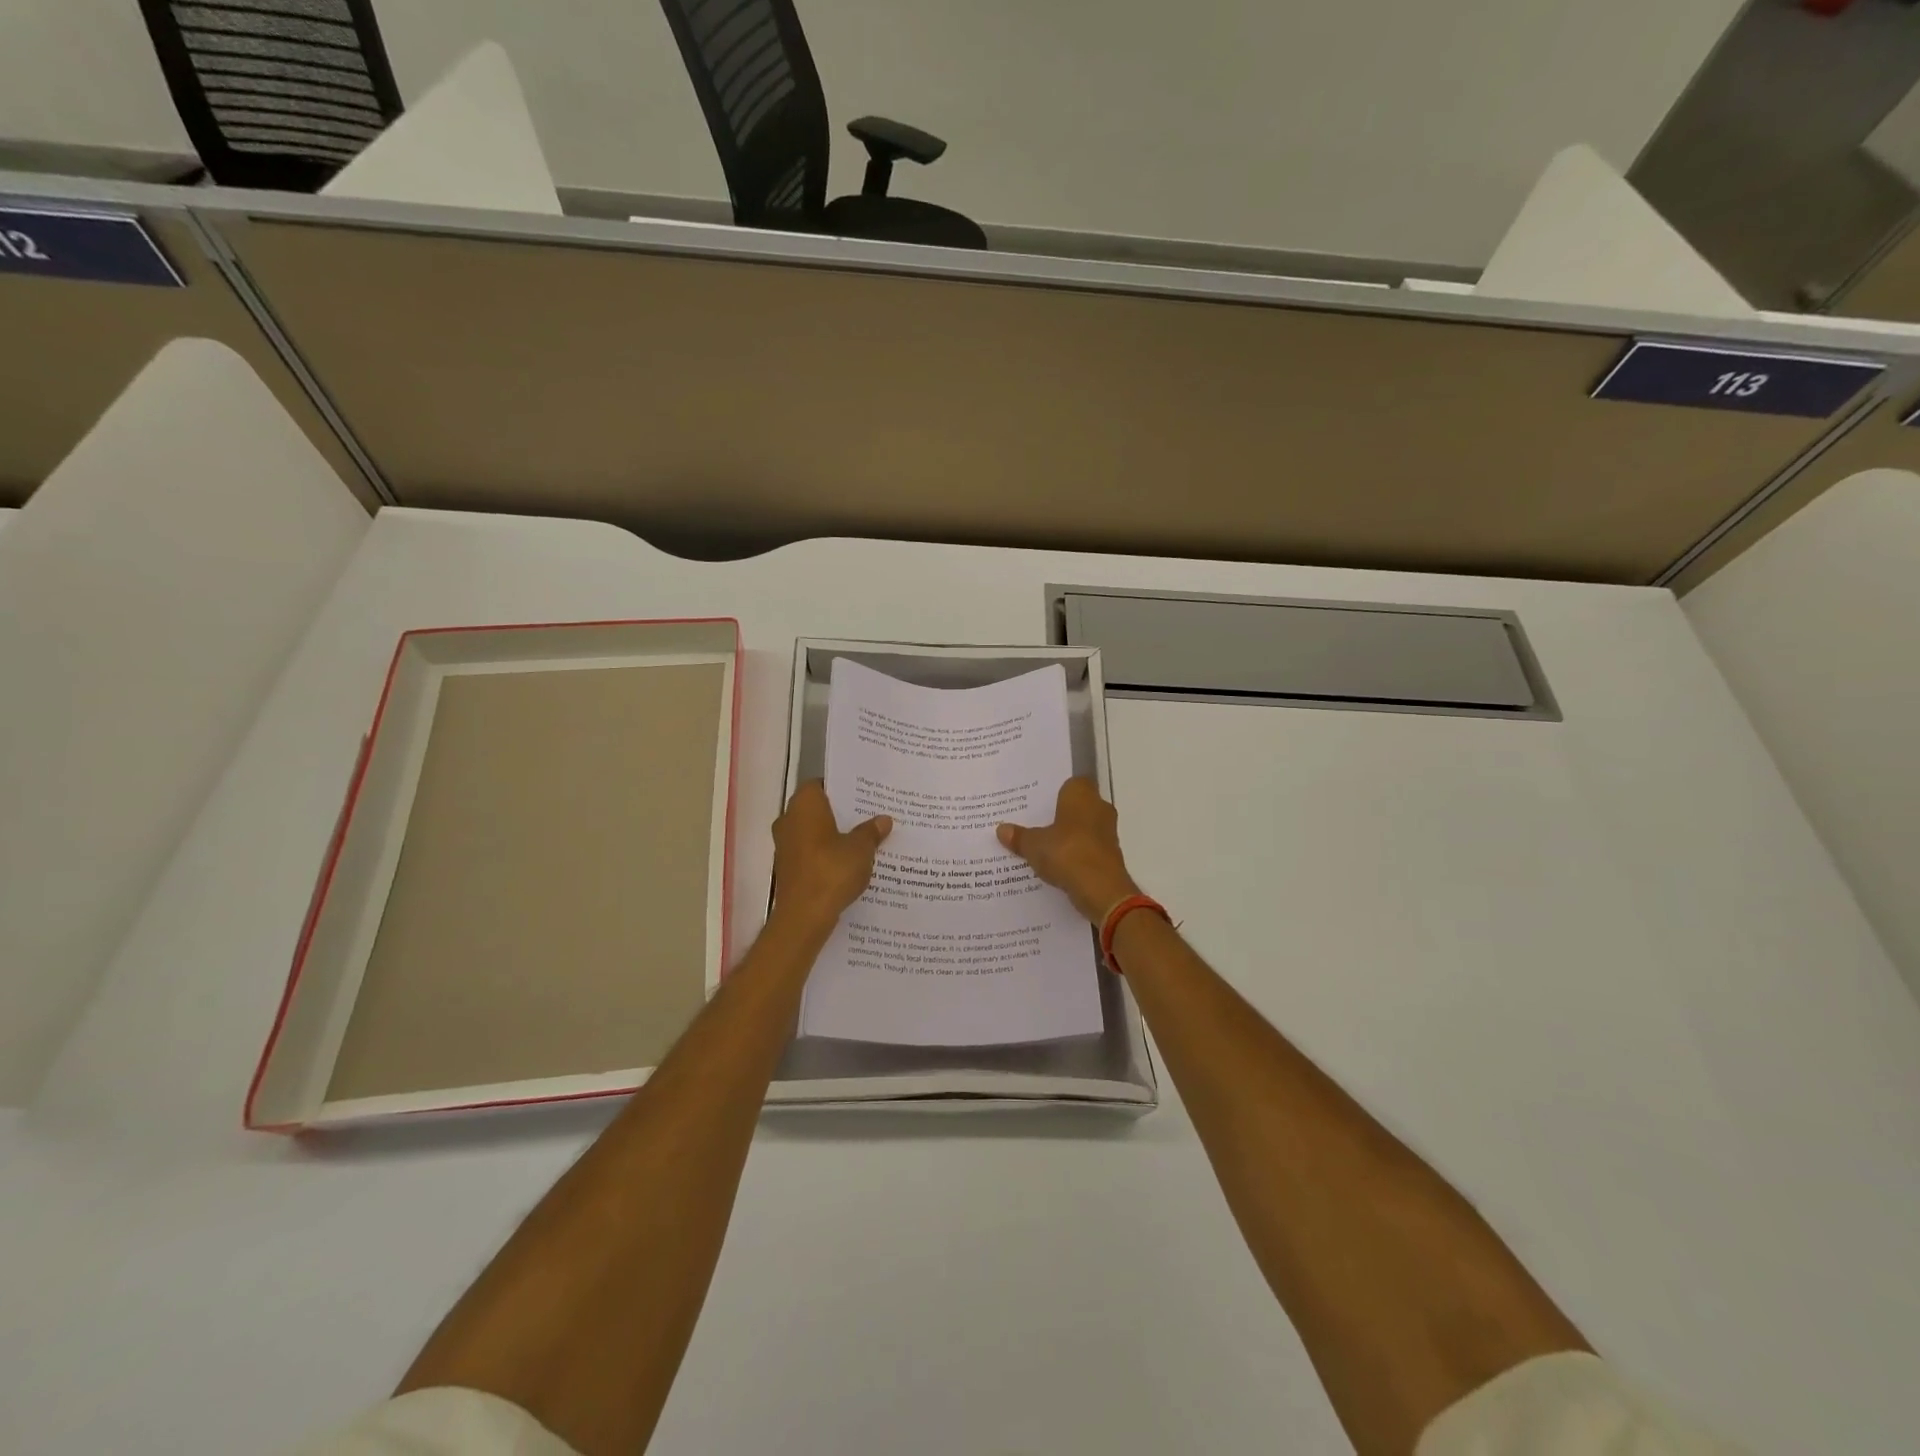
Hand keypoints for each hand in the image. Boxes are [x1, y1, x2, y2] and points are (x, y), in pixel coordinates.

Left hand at [769, 782, 891, 937]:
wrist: (804, 916)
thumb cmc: (831, 871)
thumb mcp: (861, 849)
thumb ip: (871, 832)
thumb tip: (883, 820)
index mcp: (804, 805)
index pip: (820, 784)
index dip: (841, 788)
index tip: (863, 795)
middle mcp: (788, 819)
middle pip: (817, 809)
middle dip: (841, 813)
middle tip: (869, 816)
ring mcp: (785, 845)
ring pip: (814, 832)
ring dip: (834, 836)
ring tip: (864, 840)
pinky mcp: (788, 868)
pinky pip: (810, 853)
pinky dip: (827, 855)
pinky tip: (850, 864)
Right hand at [997, 778, 1140, 923]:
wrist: (1101, 889)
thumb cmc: (1067, 852)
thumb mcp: (1034, 845)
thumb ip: (1019, 836)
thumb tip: (1002, 830)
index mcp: (1082, 795)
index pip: (1072, 783)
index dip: (1056, 791)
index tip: (1038, 802)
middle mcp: (1099, 808)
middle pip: (1078, 806)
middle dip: (1060, 815)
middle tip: (1034, 823)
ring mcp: (1108, 833)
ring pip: (1084, 828)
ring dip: (1069, 836)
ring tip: (1042, 845)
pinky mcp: (1111, 856)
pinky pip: (1088, 848)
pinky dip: (1076, 854)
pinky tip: (1057, 864)